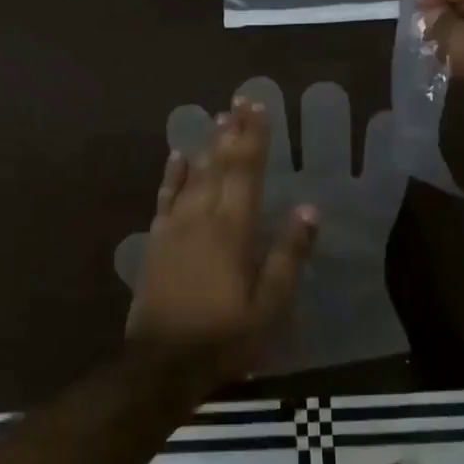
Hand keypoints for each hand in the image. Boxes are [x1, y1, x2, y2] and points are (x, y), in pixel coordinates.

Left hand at [118, 77, 409, 377]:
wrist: (162, 364)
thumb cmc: (224, 336)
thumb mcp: (269, 305)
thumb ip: (288, 255)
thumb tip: (308, 209)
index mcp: (233, 229)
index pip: (246, 171)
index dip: (254, 136)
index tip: (260, 106)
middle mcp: (201, 217)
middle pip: (218, 164)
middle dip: (232, 131)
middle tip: (240, 99)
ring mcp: (174, 227)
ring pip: (192, 175)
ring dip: (206, 145)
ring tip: (217, 117)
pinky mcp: (156, 241)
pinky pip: (165, 197)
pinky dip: (172, 174)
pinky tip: (177, 156)